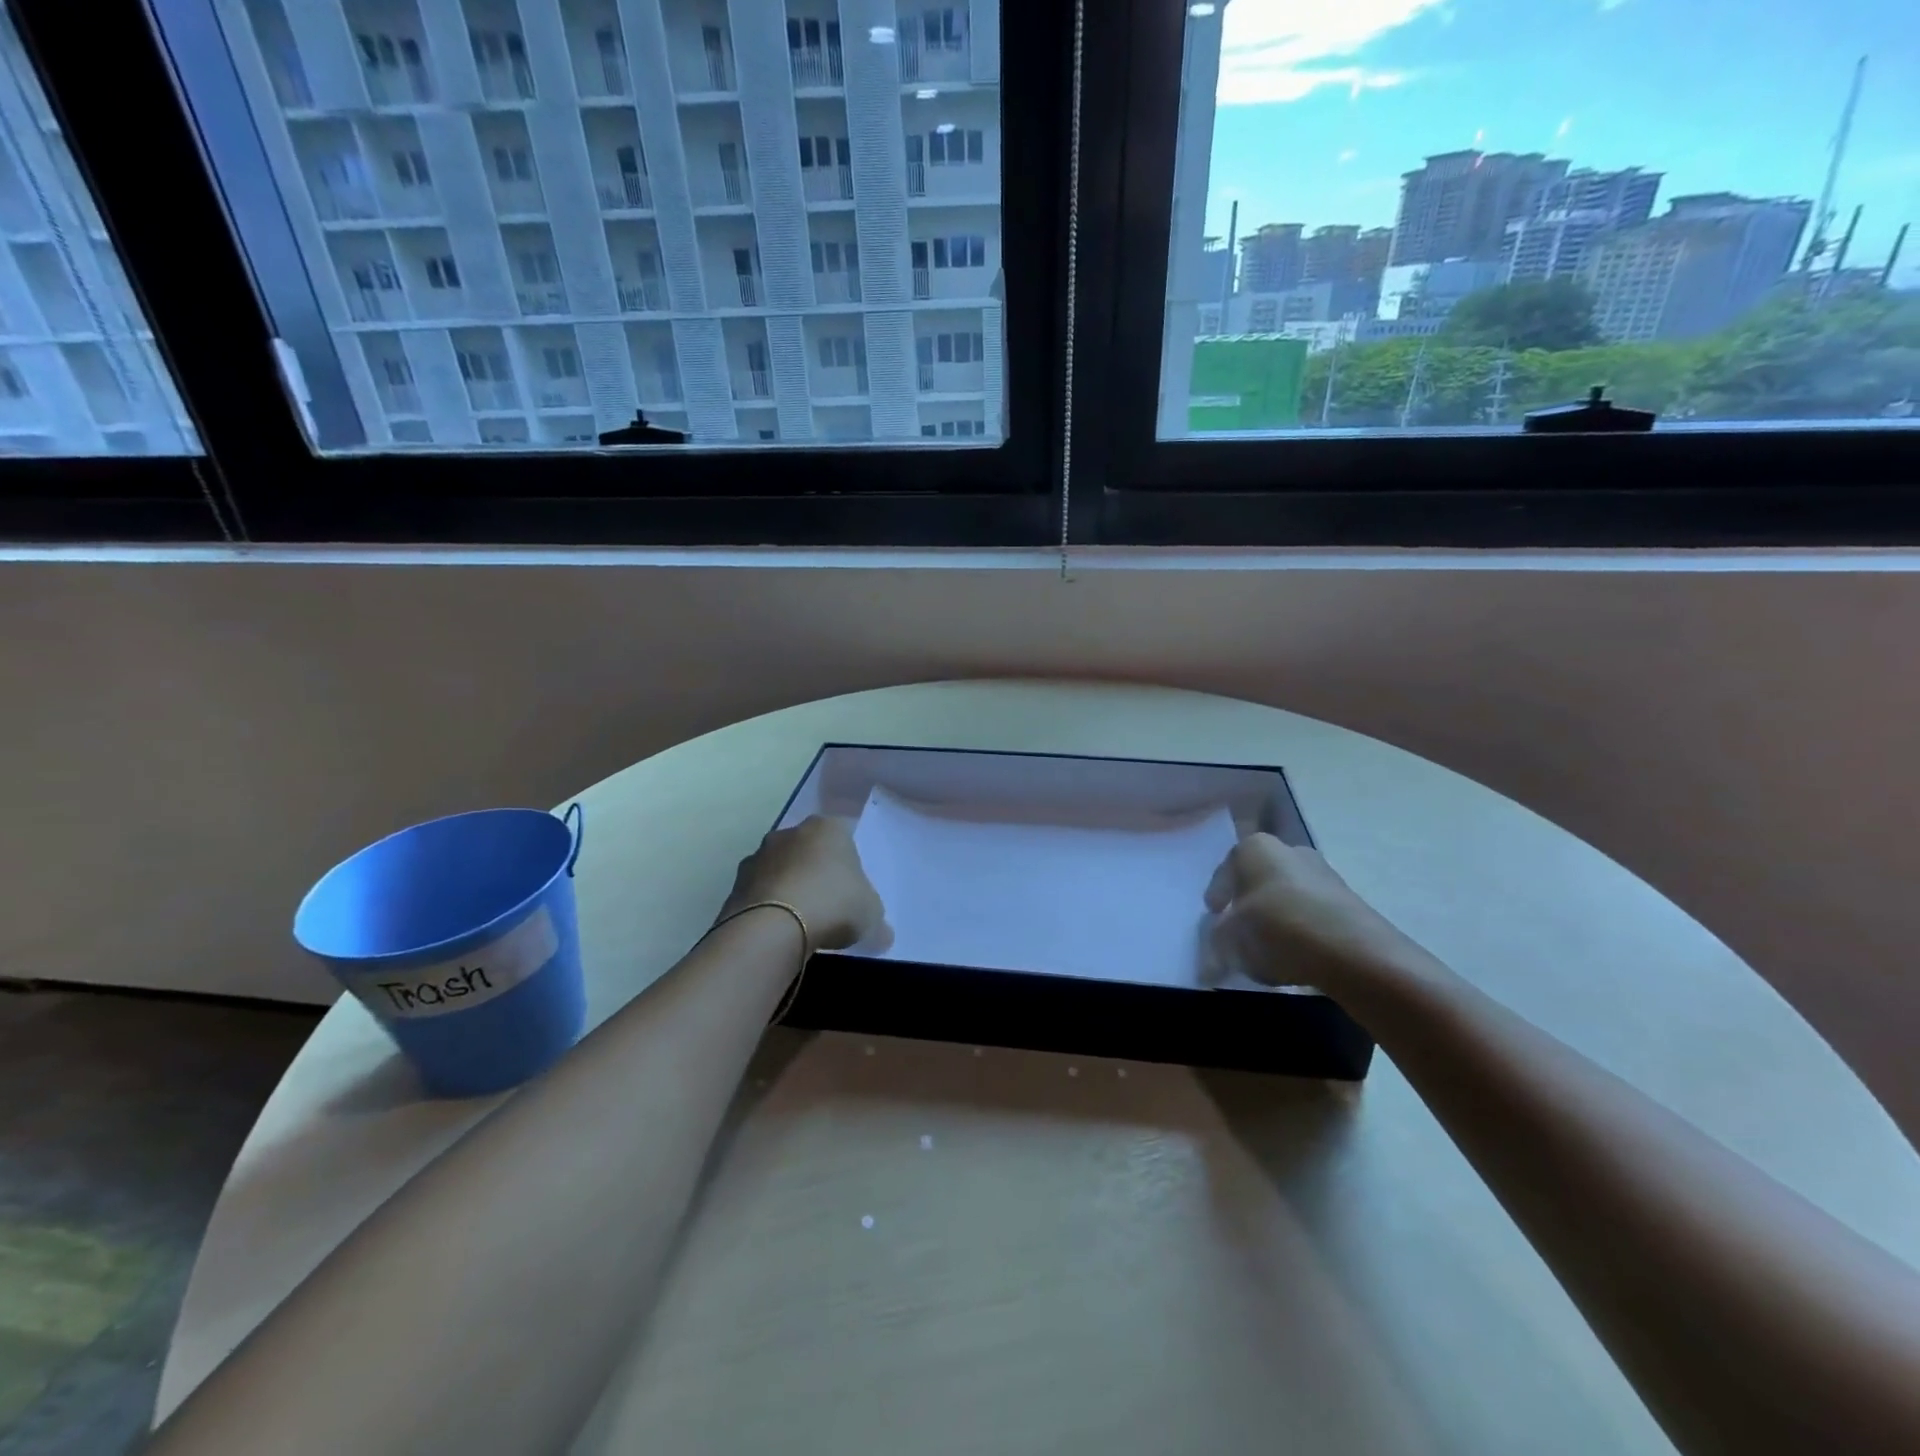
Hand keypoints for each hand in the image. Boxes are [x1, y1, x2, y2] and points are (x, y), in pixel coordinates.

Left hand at [721, 816, 887, 951]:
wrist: (771, 928)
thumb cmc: (833, 905)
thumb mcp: (871, 916)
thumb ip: (876, 920)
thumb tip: (882, 934)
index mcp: (828, 828)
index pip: (844, 835)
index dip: (849, 861)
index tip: (853, 887)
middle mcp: (790, 833)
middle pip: (809, 849)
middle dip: (816, 871)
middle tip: (829, 902)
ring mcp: (758, 856)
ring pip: (781, 868)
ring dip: (789, 887)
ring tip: (801, 921)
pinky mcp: (735, 883)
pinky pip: (760, 893)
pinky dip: (768, 907)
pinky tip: (778, 931)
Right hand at [1205, 833, 1424, 996]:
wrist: (1353, 953)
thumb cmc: (1276, 930)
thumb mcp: (1229, 941)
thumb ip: (1215, 945)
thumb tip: (1211, 961)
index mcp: (1255, 848)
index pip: (1226, 870)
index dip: (1217, 895)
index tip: (1213, 916)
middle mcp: (1291, 851)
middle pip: (1259, 880)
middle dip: (1248, 904)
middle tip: (1239, 932)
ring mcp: (1325, 874)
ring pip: (1287, 897)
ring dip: (1276, 919)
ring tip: (1268, 951)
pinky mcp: (1350, 903)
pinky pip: (1312, 916)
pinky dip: (1301, 932)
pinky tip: (1296, 957)